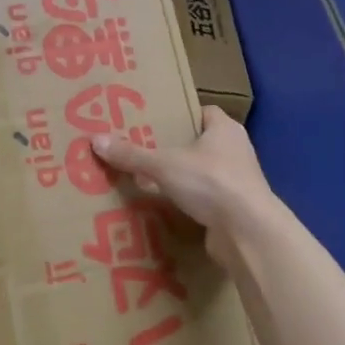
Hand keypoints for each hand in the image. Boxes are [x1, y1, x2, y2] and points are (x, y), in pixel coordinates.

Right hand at [91, 106, 279, 263]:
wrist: (248, 232)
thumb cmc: (210, 182)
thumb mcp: (164, 165)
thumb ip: (132, 154)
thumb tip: (95, 140)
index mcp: (225, 129)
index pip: (202, 112)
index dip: (180, 115)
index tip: (154, 122)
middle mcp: (235, 151)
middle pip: (200, 143)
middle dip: (174, 148)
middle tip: (142, 150)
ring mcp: (237, 182)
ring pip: (202, 173)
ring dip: (181, 178)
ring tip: (147, 180)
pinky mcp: (234, 210)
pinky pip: (205, 200)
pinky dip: (188, 203)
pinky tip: (164, 207)